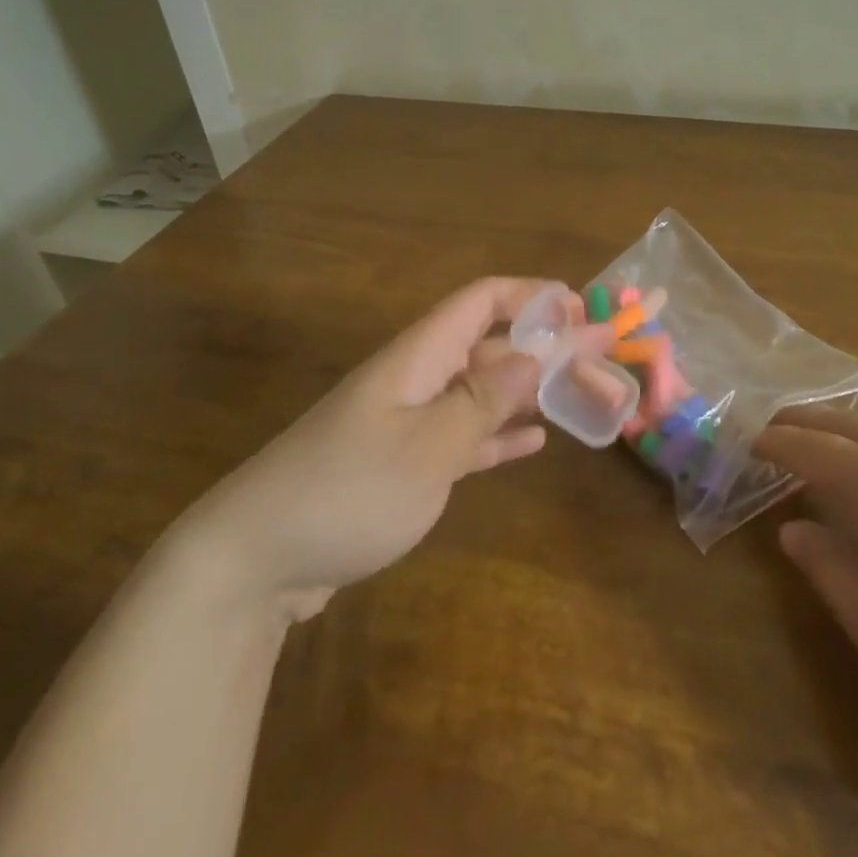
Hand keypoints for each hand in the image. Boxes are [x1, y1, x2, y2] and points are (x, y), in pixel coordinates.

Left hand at [169, 278, 585, 625]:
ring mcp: (408, 422)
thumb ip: (484, 400)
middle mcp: (416, 379)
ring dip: (529, 391)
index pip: (481, 300)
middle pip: (490, 346)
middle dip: (545, 347)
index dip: (531, 295)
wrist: (255, 561)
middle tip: (602, 361)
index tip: (581, 310)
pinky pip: (464, 436)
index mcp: (418, 357)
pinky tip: (533, 443)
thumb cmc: (347, 491)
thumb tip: (537, 351)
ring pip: (482, 392)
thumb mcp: (425, 446)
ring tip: (582, 396)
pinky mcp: (403, 465)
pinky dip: (499, 435)